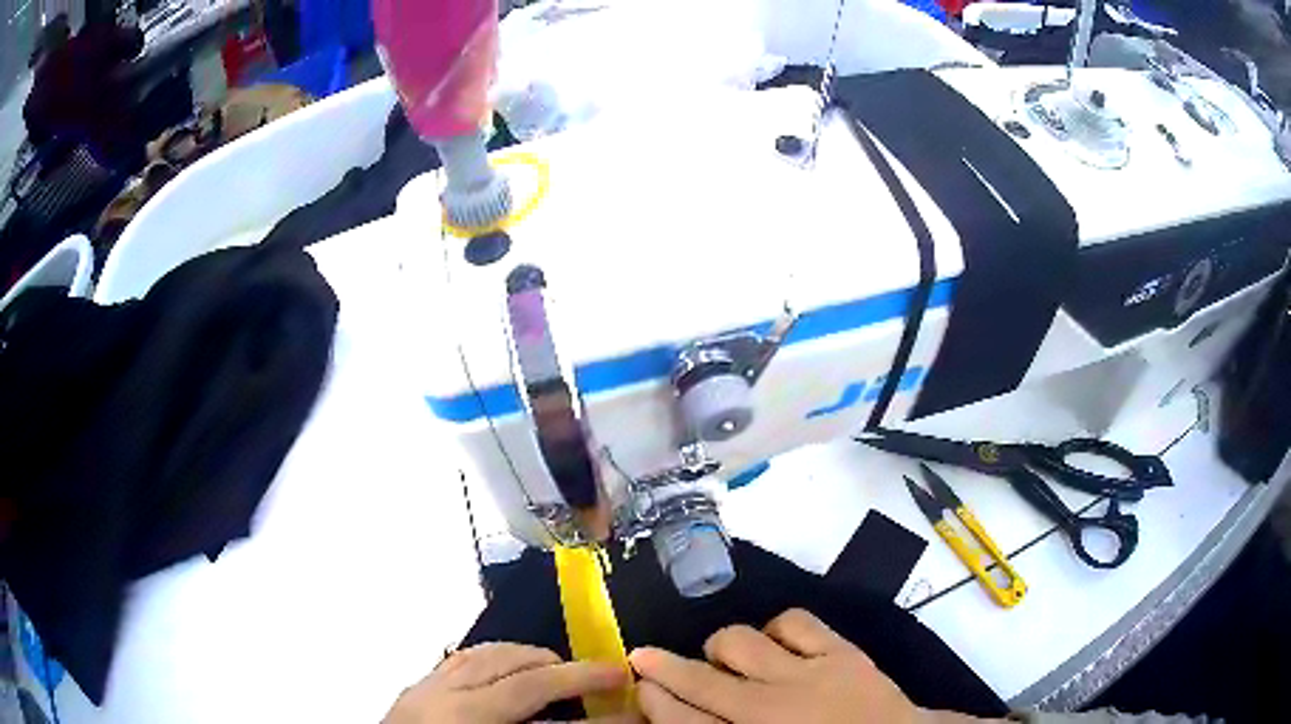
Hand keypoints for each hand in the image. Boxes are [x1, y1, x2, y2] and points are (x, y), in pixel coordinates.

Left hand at [383, 642, 638, 723]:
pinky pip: (456, 660)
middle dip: (556, 665)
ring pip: (480, 654)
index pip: (533, 687)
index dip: (581, 679)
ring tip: (552, 668)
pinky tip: (502, 670)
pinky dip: (489, 660)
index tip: (620, 676)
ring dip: (523, 657)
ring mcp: (423, 688)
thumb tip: (588, 723)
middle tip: (593, 676)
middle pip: (507, 662)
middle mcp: (442, 694)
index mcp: (466, 717)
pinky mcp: (412, 690)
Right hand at [630, 609, 986, 723]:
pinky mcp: (843, 653)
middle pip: (700, 679)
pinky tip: (779, 644)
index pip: (681, 720)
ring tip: (726, 657)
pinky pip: (795, 622)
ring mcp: (808, 676)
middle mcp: (769, 709)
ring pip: (741, 642)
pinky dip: (778, 628)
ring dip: (724, 647)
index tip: (641, 683)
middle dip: (664, 666)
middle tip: (647, 657)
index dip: (654, 697)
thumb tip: (688, 717)